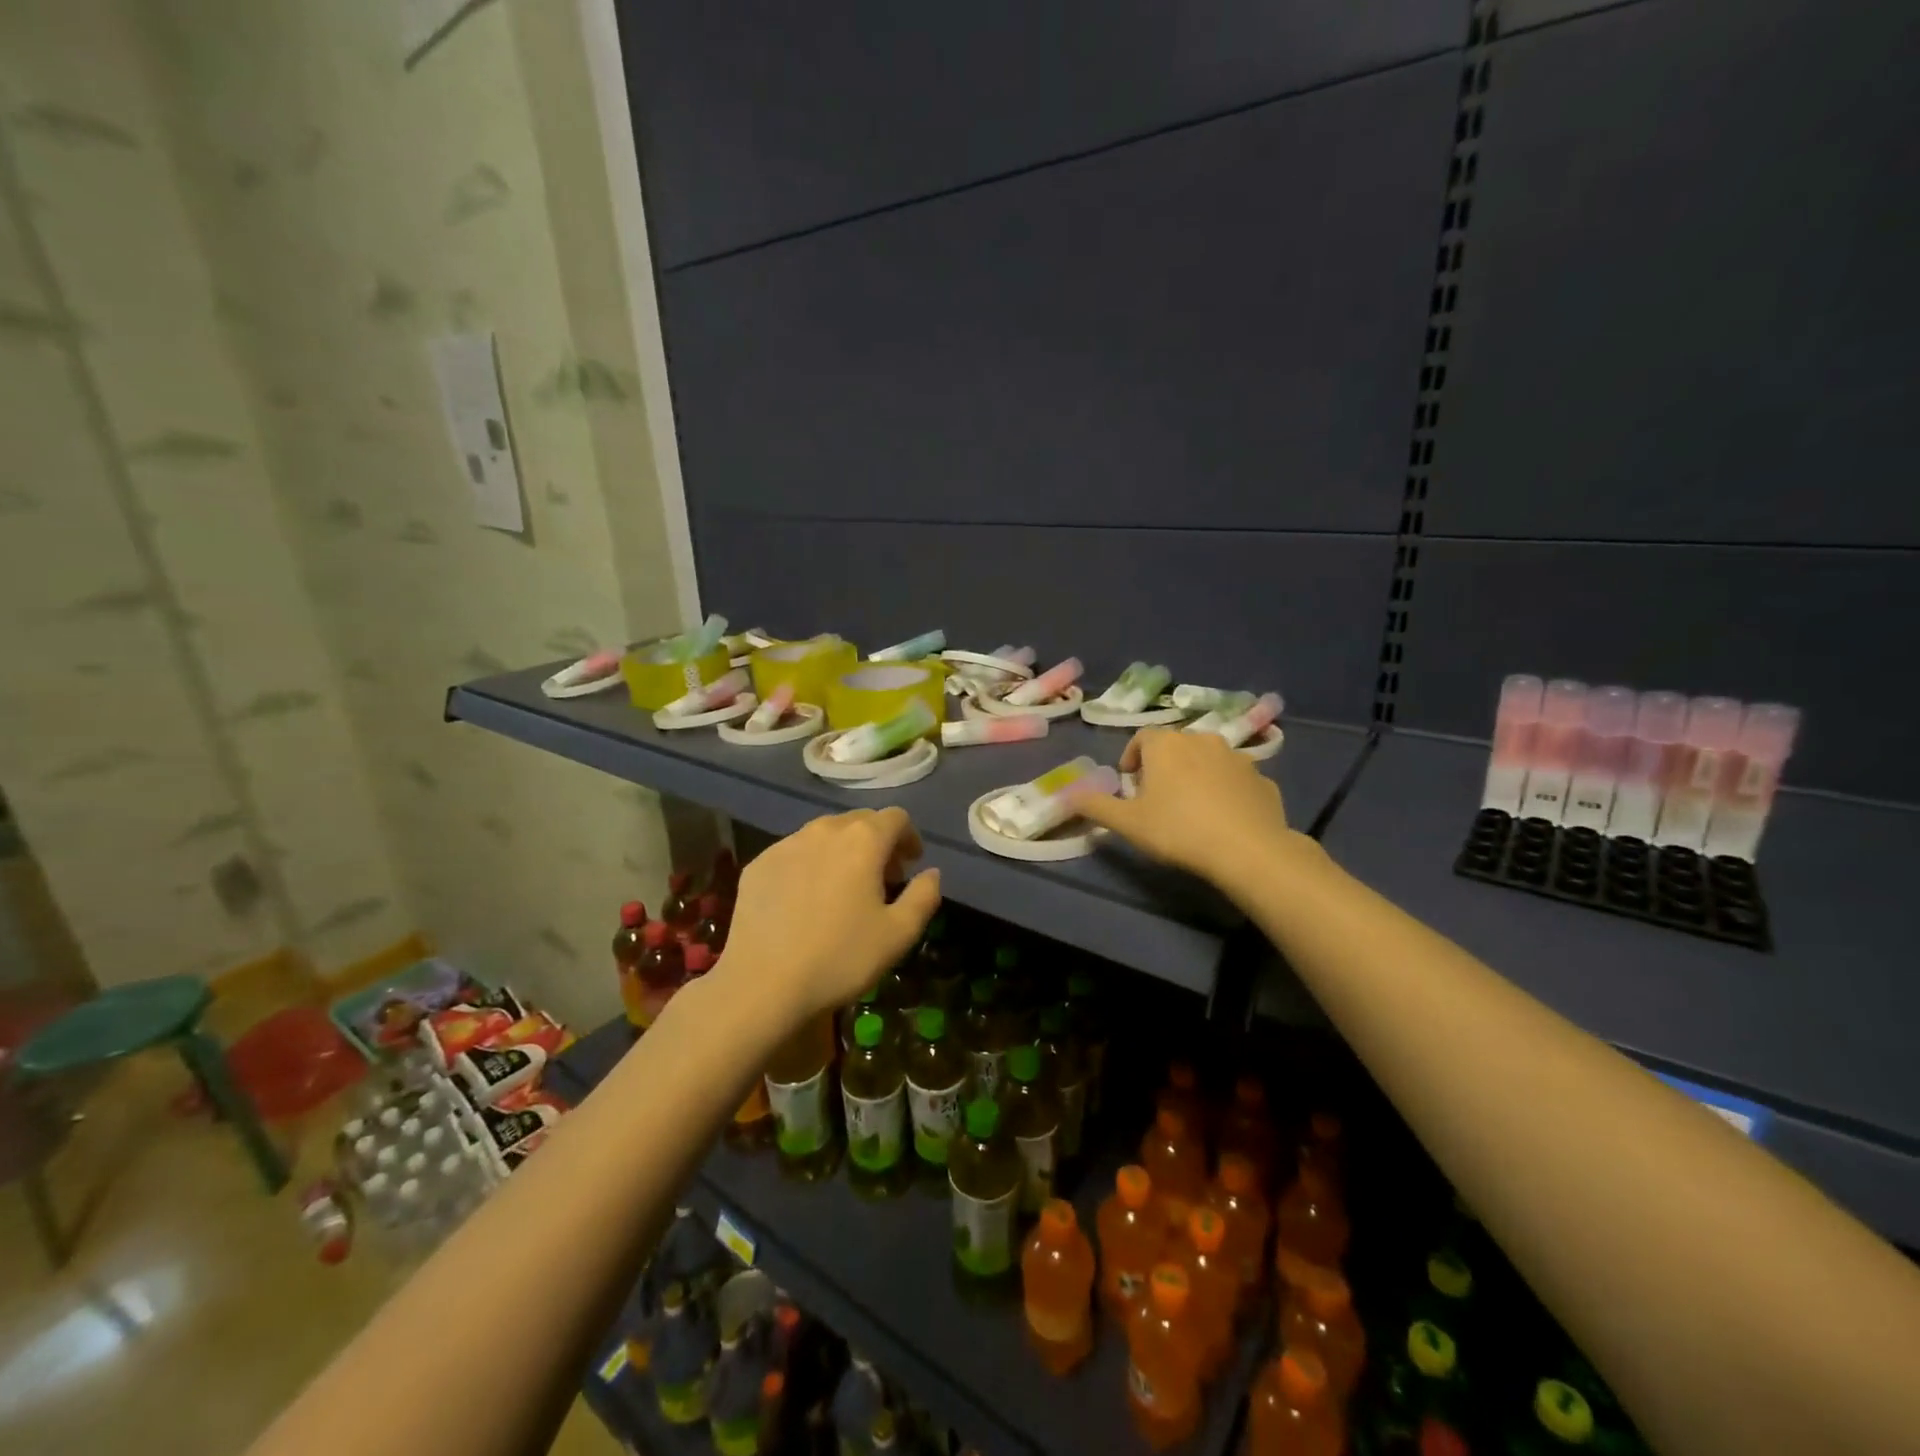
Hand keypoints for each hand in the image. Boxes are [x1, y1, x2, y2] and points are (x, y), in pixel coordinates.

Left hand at [718, 808, 941, 1022]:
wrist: (762, 984)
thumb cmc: (840, 958)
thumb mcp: (899, 934)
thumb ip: (924, 896)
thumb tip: (931, 873)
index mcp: (863, 840)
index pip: (895, 818)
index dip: (909, 837)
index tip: (910, 864)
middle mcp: (824, 830)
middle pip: (860, 821)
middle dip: (878, 842)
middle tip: (882, 879)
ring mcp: (786, 844)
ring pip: (825, 834)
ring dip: (843, 851)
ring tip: (844, 888)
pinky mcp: (758, 864)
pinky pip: (795, 852)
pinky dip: (810, 865)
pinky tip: (806, 901)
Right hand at [1067, 728, 1291, 884]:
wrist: (1248, 849)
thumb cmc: (1178, 830)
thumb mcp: (1127, 823)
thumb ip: (1095, 806)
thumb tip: (1067, 794)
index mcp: (1166, 745)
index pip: (1142, 738)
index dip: (1132, 757)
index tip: (1129, 782)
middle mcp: (1202, 739)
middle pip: (1176, 746)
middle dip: (1164, 765)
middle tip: (1156, 797)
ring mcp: (1238, 757)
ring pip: (1208, 759)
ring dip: (1196, 774)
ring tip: (1190, 807)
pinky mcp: (1263, 779)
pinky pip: (1236, 779)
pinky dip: (1226, 790)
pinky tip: (1222, 818)